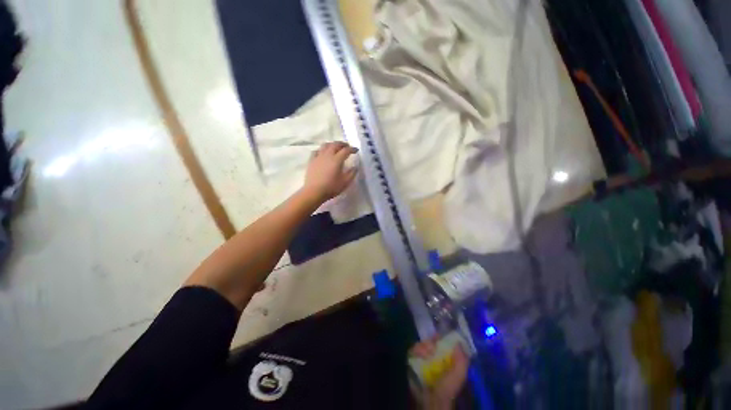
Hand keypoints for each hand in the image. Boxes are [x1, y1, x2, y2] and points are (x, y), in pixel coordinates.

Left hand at [302, 142, 357, 202]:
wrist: (314, 192)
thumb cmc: (331, 187)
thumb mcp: (345, 182)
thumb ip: (352, 173)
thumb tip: (355, 167)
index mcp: (337, 160)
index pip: (346, 150)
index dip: (352, 149)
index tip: (356, 150)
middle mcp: (328, 155)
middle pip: (335, 144)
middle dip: (342, 144)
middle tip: (347, 146)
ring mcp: (318, 157)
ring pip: (325, 145)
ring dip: (332, 144)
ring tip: (336, 147)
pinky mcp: (311, 160)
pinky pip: (317, 151)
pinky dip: (322, 149)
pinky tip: (323, 153)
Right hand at [411, 341, 468, 409]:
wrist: (431, 400)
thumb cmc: (447, 388)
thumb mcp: (459, 375)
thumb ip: (461, 360)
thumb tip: (458, 342)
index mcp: (446, 358)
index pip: (442, 341)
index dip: (440, 337)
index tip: (437, 337)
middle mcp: (434, 356)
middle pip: (430, 341)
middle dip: (429, 342)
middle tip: (431, 348)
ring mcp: (423, 358)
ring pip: (421, 344)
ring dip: (422, 346)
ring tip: (424, 354)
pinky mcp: (413, 361)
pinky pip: (412, 350)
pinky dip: (415, 350)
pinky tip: (418, 355)